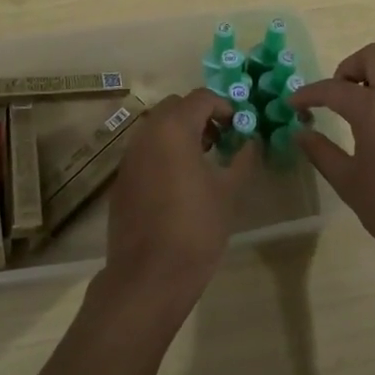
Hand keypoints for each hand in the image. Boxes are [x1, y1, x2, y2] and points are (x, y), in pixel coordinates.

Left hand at [98, 88, 254, 319]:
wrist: (149, 276)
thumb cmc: (196, 228)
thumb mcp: (229, 191)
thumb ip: (243, 158)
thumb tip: (252, 141)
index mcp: (173, 129)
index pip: (201, 98)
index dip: (225, 106)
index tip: (241, 127)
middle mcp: (146, 134)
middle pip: (176, 107)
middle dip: (202, 116)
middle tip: (224, 139)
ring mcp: (129, 156)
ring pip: (158, 127)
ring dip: (182, 132)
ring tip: (206, 160)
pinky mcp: (122, 179)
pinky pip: (146, 150)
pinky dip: (165, 152)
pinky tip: (181, 182)